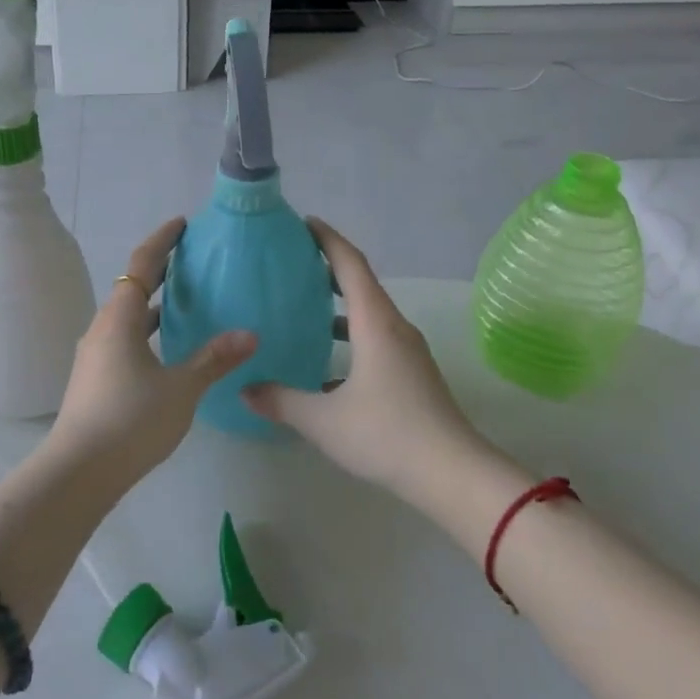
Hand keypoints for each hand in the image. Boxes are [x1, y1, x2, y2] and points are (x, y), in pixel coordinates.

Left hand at [46, 218, 255, 487]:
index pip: (142, 265)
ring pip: (127, 318)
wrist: (78, 471)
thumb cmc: (131, 420)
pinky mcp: (94, 379)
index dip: (162, 241)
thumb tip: (250, 334)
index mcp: (120, 318)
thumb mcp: (180, 388)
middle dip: (161, 272)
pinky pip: (124, 340)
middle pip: (132, 288)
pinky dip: (146, 332)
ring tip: (186, 303)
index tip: (182, 225)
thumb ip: (214, 359)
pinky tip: (167, 351)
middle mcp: (102, 328)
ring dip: (153, 305)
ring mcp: (94, 355)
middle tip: (192, 262)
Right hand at [243, 220, 485, 504]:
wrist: (454, 475)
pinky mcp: (412, 374)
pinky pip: (376, 338)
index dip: (327, 239)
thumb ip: (281, 401)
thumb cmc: (387, 434)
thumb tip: (245, 389)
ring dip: (339, 305)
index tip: (303, 223)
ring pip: (369, 313)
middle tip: (292, 263)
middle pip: (361, 284)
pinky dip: (349, 335)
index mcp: (375, 324)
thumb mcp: (323, 420)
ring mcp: (407, 352)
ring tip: (302, 307)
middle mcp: (394, 328)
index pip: (350, 265)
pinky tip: (325, 364)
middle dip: (328, 268)